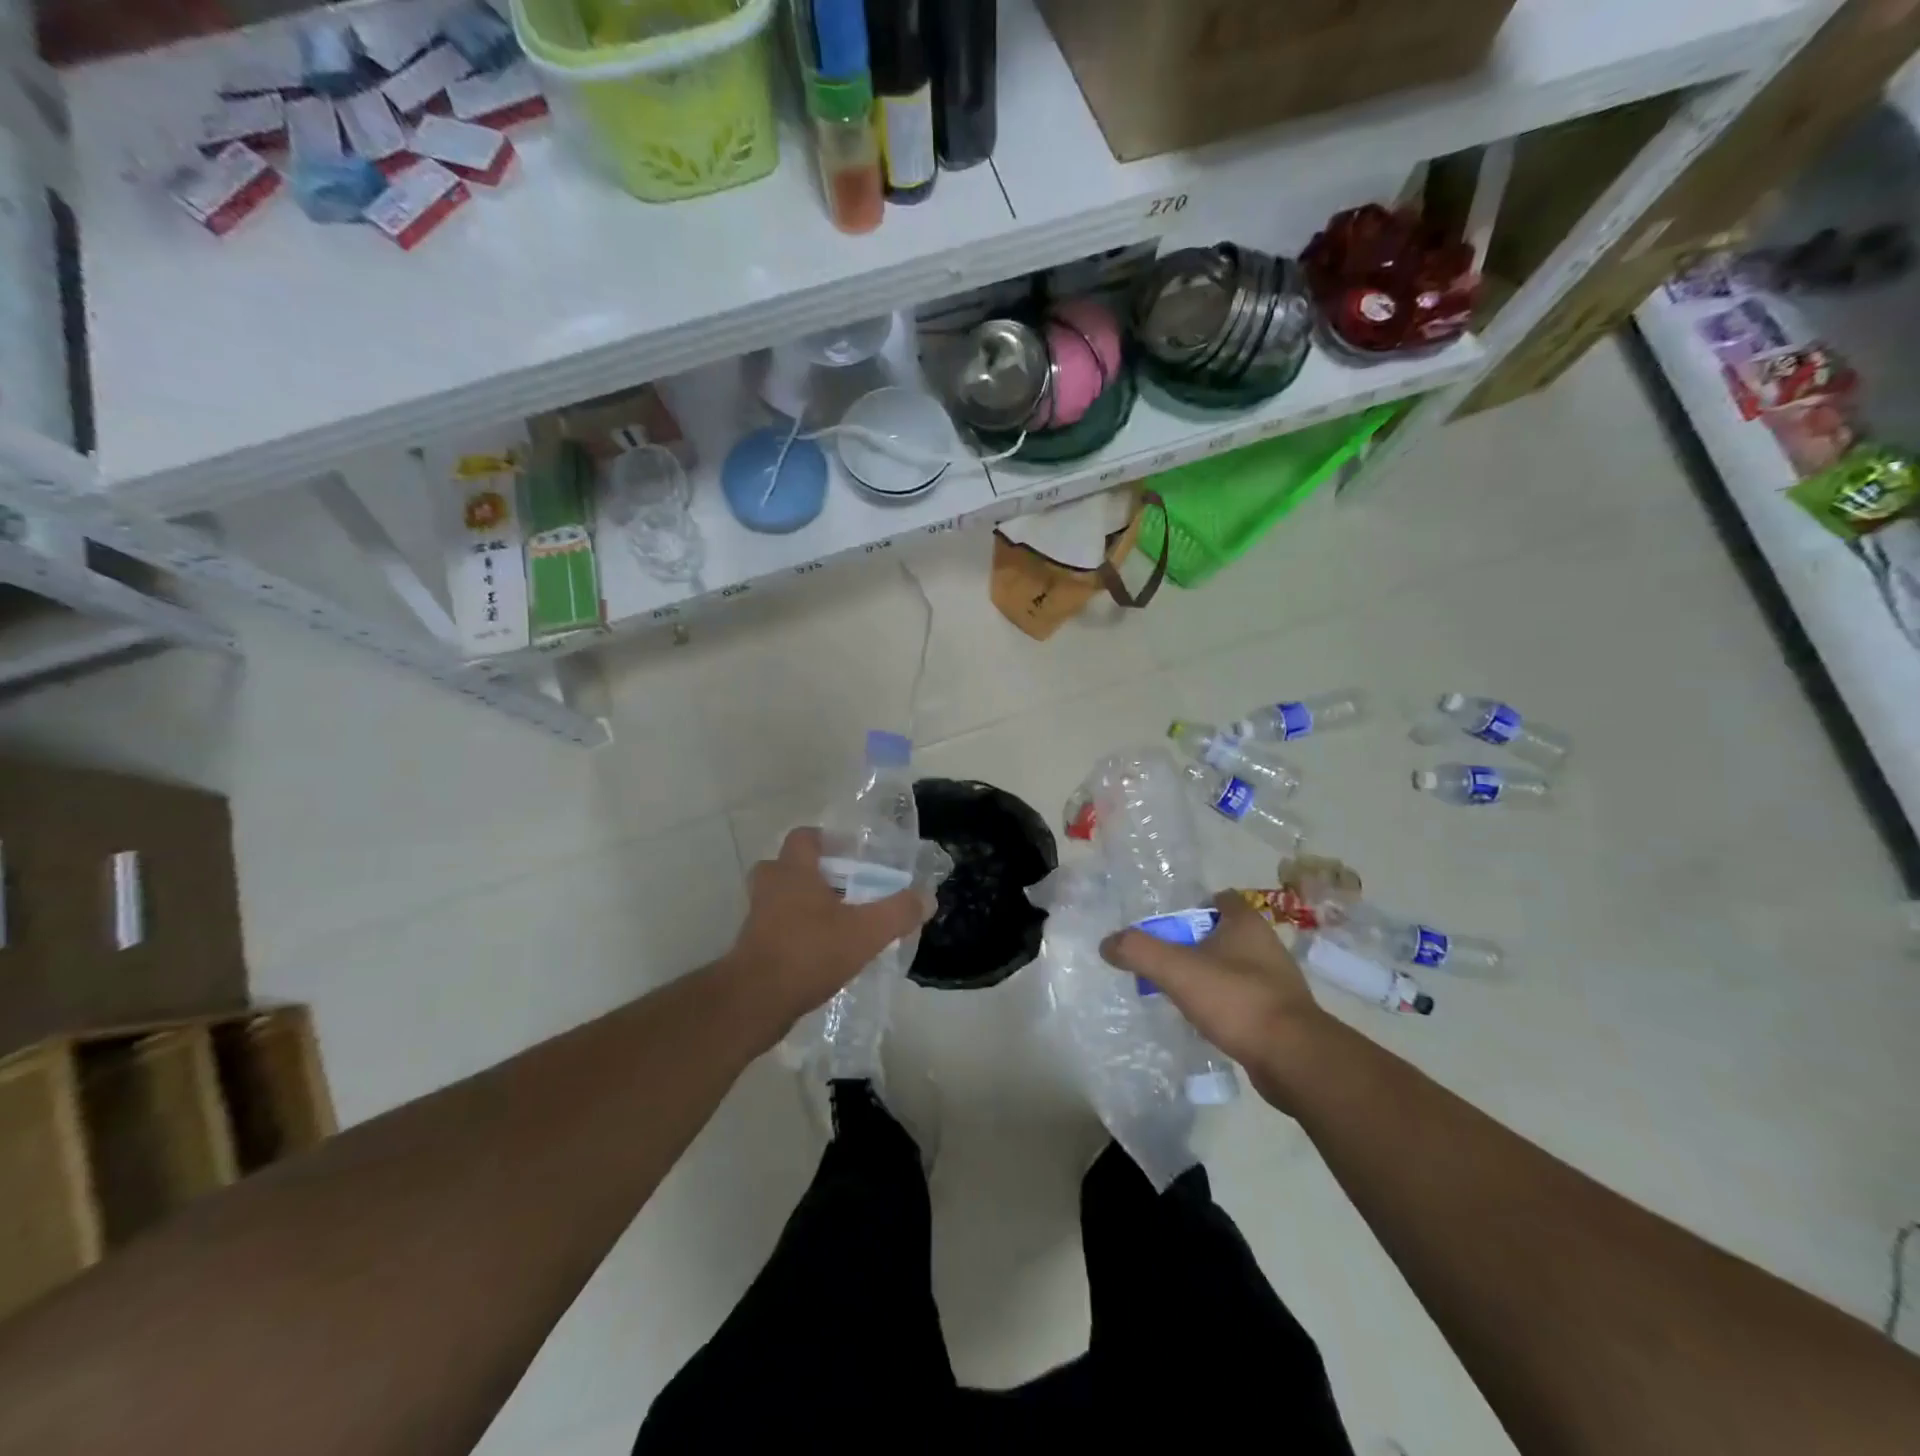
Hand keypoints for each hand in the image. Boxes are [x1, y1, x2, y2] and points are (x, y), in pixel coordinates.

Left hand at [717, 827, 930, 1045]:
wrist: (755, 1002)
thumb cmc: (809, 952)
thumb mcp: (865, 932)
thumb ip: (898, 912)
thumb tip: (927, 898)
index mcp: (793, 871)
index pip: (804, 837)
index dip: (827, 840)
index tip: (851, 854)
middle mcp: (770, 887)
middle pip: (786, 866)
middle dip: (812, 873)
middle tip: (842, 887)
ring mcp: (756, 918)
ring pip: (779, 898)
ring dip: (802, 904)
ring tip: (836, 921)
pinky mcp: (752, 948)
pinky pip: (775, 928)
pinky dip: (795, 933)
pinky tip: (821, 952)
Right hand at [1100, 891, 1326, 1109]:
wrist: (1293, 1058)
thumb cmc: (1236, 999)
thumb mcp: (1177, 969)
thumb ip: (1138, 950)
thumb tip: (1107, 944)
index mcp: (1246, 923)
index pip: (1218, 898)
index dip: (1190, 906)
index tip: (1165, 925)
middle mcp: (1266, 945)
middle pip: (1221, 933)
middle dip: (1193, 943)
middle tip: (1162, 959)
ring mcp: (1276, 981)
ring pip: (1232, 967)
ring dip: (1207, 975)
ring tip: (1177, 991)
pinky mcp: (1280, 1014)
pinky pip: (1242, 998)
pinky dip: (1222, 1004)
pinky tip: (1203, 1019)